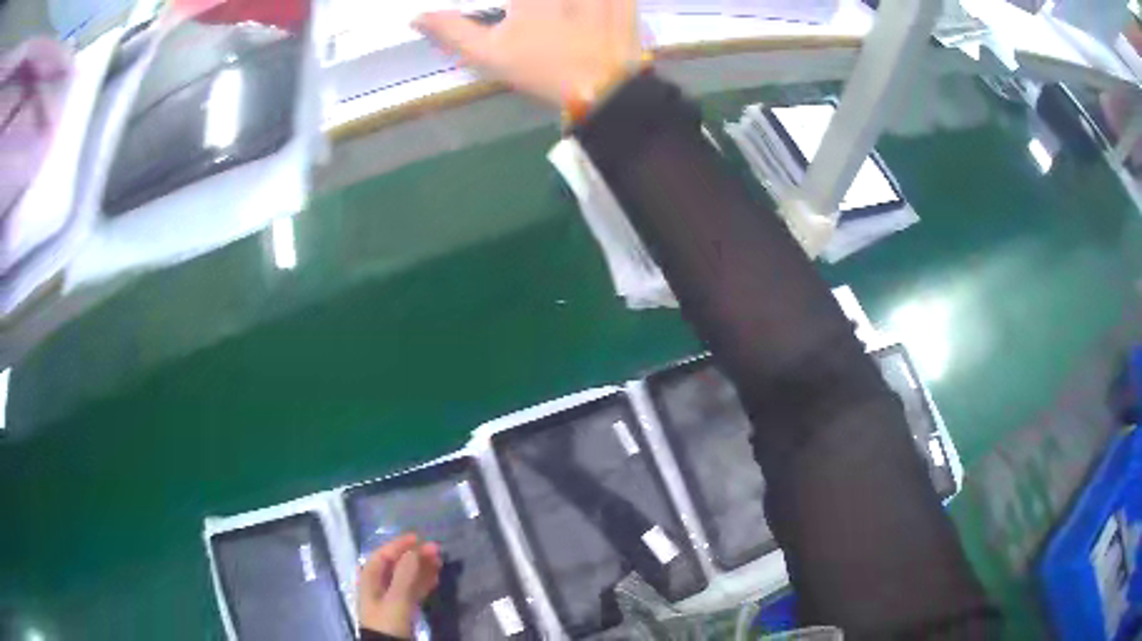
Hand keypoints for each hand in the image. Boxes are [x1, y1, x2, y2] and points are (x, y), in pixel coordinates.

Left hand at [358, 533, 442, 637]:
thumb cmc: (388, 621)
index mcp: (370, 578)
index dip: (399, 545)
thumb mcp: (397, 598)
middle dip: (414, 556)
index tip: (419, 537)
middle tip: (436, 550)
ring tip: (439, 562)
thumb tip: (415, 549)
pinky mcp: (401, 610)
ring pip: (406, 577)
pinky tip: (435, 579)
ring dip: (421, 568)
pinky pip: (412, 590)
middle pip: (396, 565)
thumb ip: (405, 573)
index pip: (383, 555)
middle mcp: (378, 585)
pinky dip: (422, 583)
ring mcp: (390, 598)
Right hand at [413, 0, 642, 107]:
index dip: (513, 6)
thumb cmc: (542, 70)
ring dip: (562, 6)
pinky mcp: (624, 0)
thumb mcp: (489, 54)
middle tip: (520, 18)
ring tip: (554, 17)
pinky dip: (601, 5)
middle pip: (532, 1)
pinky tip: (582, 14)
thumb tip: (416, 18)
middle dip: (526, 8)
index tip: (510, 14)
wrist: (606, 90)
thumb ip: (452, 30)